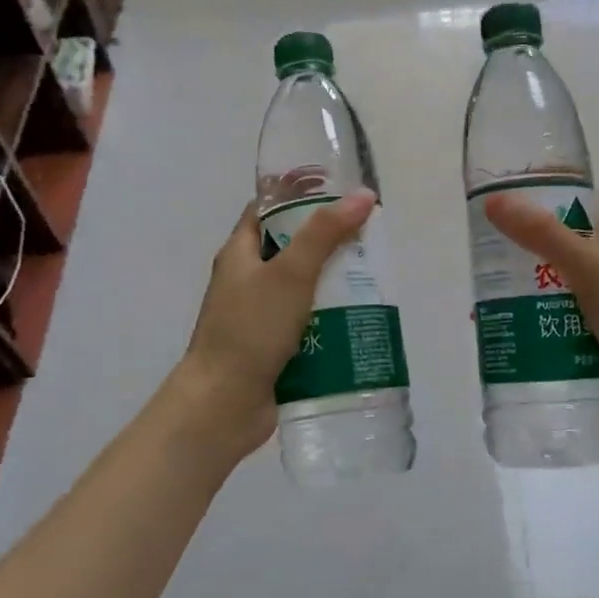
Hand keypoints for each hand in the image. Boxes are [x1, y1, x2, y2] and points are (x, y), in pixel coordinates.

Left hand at [173, 191, 376, 460]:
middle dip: (330, 242)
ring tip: (376, 277)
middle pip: (292, 248)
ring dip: (335, 283)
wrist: (222, 405)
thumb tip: (363, 195)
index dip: (300, 196)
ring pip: (304, 288)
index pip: (268, 210)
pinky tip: (362, 318)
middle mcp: (248, 280)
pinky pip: (308, 323)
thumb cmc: (250, 329)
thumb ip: (325, 233)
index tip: (340, 192)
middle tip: (369, 237)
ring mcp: (261, 316)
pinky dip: (331, 319)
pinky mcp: (275, 347)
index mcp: (241, 253)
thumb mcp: (290, 273)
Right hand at [483, 191, 598, 449]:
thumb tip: (493, 201)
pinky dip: (529, 322)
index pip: (574, 201)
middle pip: (556, 245)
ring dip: (519, 291)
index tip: (497, 202)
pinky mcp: (594, 336)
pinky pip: (553, 321)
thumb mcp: (588, 264)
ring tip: (479, 297)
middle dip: (518, 250)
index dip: (539, 197)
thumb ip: (541, 233)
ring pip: (551, 286)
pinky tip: (499, 329)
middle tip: (478, 254)